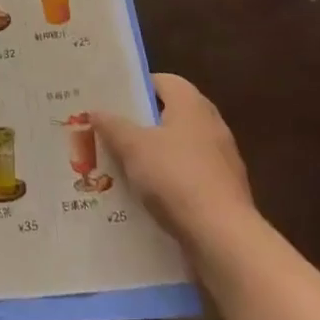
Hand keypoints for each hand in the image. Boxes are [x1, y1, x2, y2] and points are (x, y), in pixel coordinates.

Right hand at [92, 74, 257, 257]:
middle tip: (110, 131)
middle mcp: (211, 125)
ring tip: (121, 166)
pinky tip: (145, 197)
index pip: (162, 81)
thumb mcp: (132, 147)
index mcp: (191, 104)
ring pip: (178, 149)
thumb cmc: (176, 177)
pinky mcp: (224, 193)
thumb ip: (113, 125)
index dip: (135, 87)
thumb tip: (96, 111)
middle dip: (140, 124)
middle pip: (169, 115)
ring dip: (153, 156)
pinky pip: (188, 178)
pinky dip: (168, 182)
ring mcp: (222, 161)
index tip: (111, 99)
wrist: (223, 238)